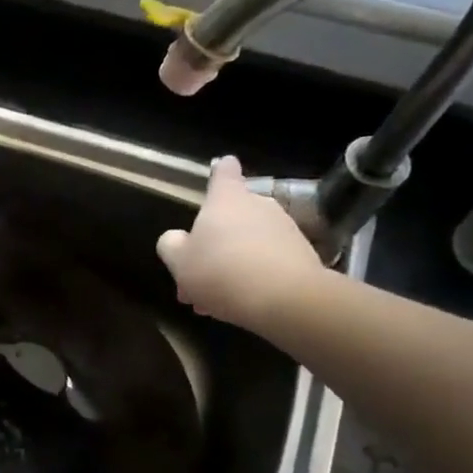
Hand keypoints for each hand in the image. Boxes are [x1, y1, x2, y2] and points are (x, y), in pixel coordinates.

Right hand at [155, 155, 327, 330]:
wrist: (285, 299)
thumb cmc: (221, 271)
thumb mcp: (178, 261)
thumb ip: (171, 245)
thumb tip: (176, 239)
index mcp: (226, 200)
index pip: (225, 172)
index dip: (220, 171)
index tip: (220, 169)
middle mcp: (258, 205)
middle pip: (232, 216)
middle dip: (213, 243)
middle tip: (194, 275)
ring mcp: (284, 229)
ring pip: (247, 243)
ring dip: (230, 264)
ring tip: (212, 299)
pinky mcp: (302, 255)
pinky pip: (267, 261)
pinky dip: (252, 277)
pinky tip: (238, 303)